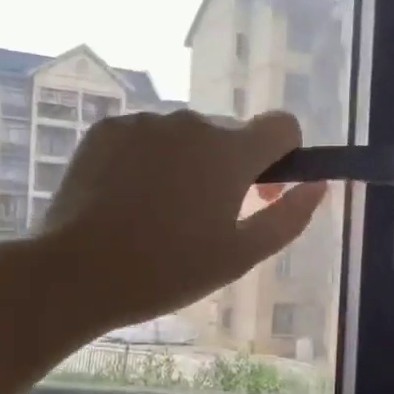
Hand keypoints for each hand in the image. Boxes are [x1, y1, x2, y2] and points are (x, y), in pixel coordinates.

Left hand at [39, 109, 326, 329]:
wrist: (76, 272)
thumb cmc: (166, 271)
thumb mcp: (239, 256)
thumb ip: (288, 218)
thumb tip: (318, 187)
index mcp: (229, 151)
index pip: (283, 125)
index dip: (284, 157)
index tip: (263, 192)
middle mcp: (190, 121)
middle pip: (229, 134)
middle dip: (229, 167)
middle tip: (205, 219)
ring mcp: (144, 122)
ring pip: (184, 136)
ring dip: (187, 164)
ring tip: (159, 215)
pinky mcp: (106, 129)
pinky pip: (145, 137)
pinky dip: (148, 160)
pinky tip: (127, 201)